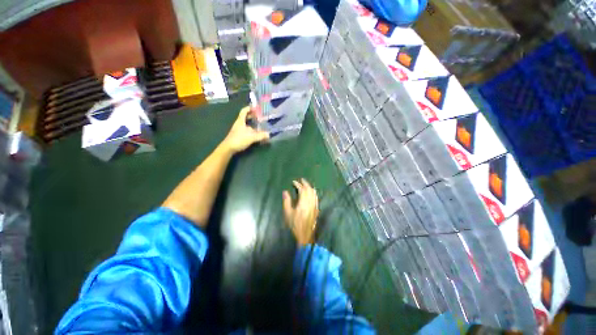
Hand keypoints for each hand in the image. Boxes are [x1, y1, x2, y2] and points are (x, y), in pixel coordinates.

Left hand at [223, 106, 268, 153]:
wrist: (228, 148)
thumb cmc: (239, 139)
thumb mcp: (251, 137)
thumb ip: (260, 135)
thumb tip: (269, 134)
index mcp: (240, 121)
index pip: (244, 111)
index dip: (249, 108)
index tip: (255, 107)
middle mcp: (239, 124)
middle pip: (245, 117)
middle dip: (252, 116)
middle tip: (259, 116)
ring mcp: (238, 130)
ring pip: (245, 124)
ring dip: (252, 123)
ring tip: (259, 124)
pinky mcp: (238, 135)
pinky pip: (246, 130)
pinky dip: (251, 129)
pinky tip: (255, 133)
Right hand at [283, 179, 318, 245]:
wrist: (305, 235)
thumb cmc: (295, 225)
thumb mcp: (288, 213)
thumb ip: (286, 201)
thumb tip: (285, 192)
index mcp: (303, 203)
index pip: (302, 190)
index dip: (298, 184)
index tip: (294, 182)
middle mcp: (310, 202)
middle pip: (309, 190)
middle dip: (305, 183)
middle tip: (301, 180)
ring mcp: (314, 205)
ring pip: (314, 193)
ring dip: (310, 187)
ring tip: (306, 184)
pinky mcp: (316, 209)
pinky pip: (316, 197)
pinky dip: (313, 192)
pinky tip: (312, 192)